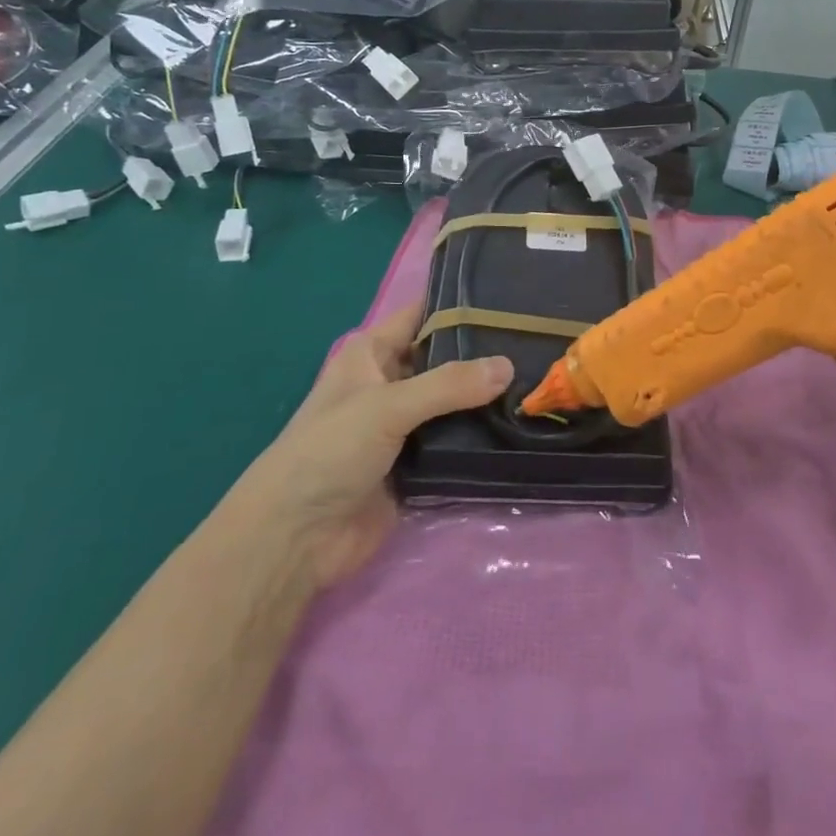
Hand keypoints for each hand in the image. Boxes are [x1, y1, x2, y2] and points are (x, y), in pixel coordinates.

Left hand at [266, 304, 511, 588]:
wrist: (295, 540)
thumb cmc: (328, 452)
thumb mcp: (386, 407)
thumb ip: (448, 385)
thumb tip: (509, 365)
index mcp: (372, 354)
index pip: (422, 313)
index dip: (460, 302)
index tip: (510, 296)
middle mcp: (391, 383)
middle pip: (445, 358)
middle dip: (484, 353)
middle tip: (537, 341)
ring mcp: (405, 426)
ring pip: (455, 402)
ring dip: (487, 397)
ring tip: (540, 380)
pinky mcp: (417, 465)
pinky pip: (456, 442)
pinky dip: (481, 436)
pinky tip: (522, 425)